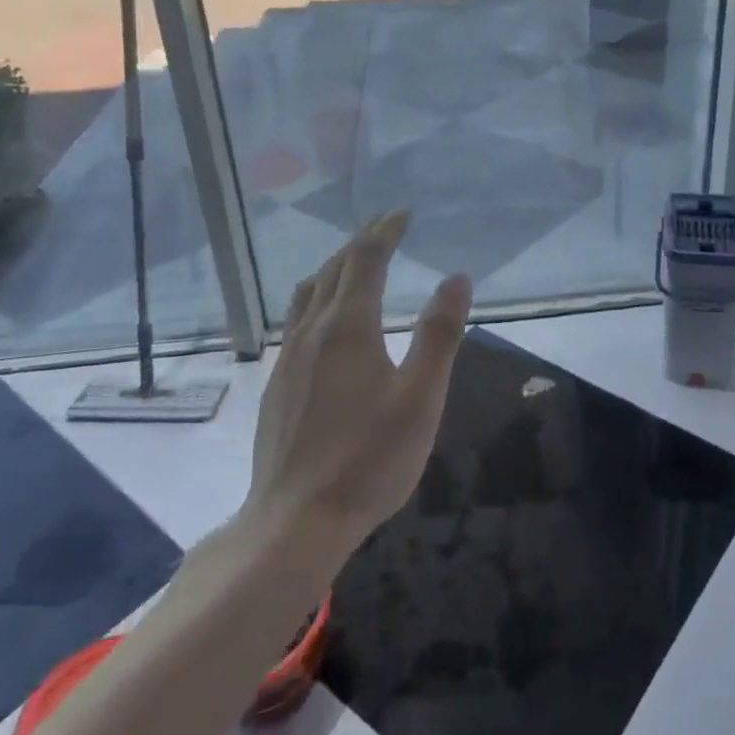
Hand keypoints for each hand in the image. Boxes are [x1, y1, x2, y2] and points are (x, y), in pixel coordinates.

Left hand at [246, 211, 472, 551]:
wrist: (295, 520)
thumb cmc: (369, 457)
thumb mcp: (421, 396)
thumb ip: (440, 334)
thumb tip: (456, 278)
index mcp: (348, 327)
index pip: (365, 260)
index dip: (384, 231)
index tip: (402, 213)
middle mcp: (312, 331)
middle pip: (333, 270)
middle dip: (361, 242)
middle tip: (385, 227)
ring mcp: (289, 358)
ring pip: (308, 293)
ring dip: (334, 268)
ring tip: (354, 262)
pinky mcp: (278, 385)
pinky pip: (297, 320)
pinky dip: (318, 298)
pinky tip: (326, 321)